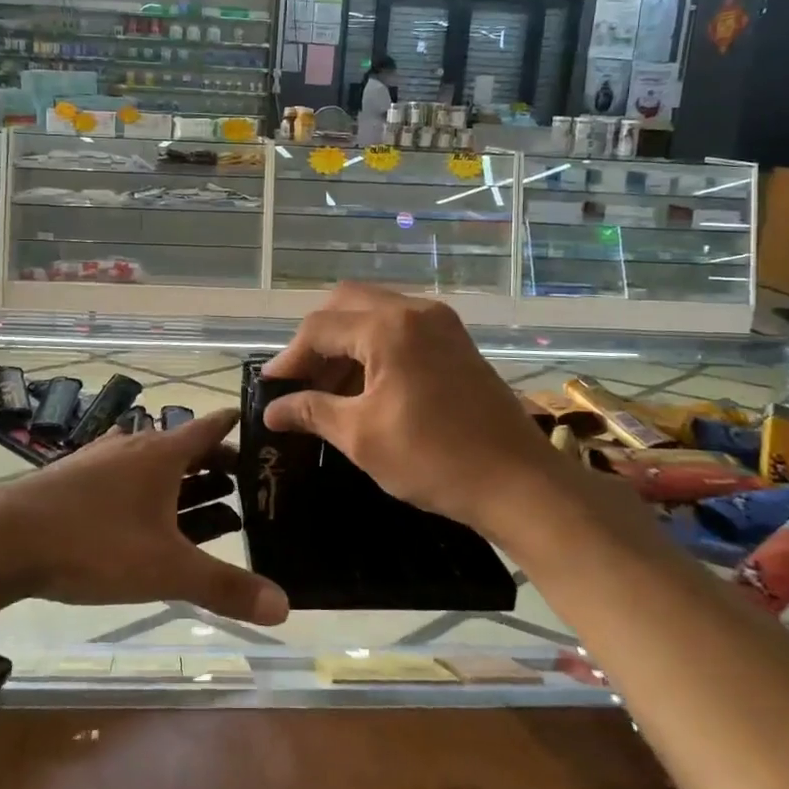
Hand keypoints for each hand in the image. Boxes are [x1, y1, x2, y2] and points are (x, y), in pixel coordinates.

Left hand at [0, 409, 287, 625]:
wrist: (1, 538)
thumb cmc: (93, 543)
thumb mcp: (165, 570)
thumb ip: (224, 588)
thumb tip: (285, 607)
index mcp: (163, 453)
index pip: (212, 425)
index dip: (240, 426)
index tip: (266, 431)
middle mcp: (134, 446)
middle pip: (185, 447)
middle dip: (217, 464)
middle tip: (246, 484)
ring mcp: (100, 461)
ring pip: (153, 464)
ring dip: (182, 481)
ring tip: (208, 504)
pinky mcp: (73, 481)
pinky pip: (124, 479)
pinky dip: (147, 493)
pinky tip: (144, 518)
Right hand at [260, 283, 549, 529]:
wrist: (520, 483)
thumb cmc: (434, 459)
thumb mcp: (361, 436)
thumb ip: (311, 412)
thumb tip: (271, 410)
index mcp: (389, 327)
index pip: (320, 328)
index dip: (289, 358)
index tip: (269, 389)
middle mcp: (415, 310)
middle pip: (346, 304)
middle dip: (316, 341)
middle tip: (299, 381)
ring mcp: (440, 323)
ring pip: (374, 313)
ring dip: (345, 344)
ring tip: (327, 391)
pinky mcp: (455, 341)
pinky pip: (400, 328)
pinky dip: (373, 348)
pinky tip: (364, 387)